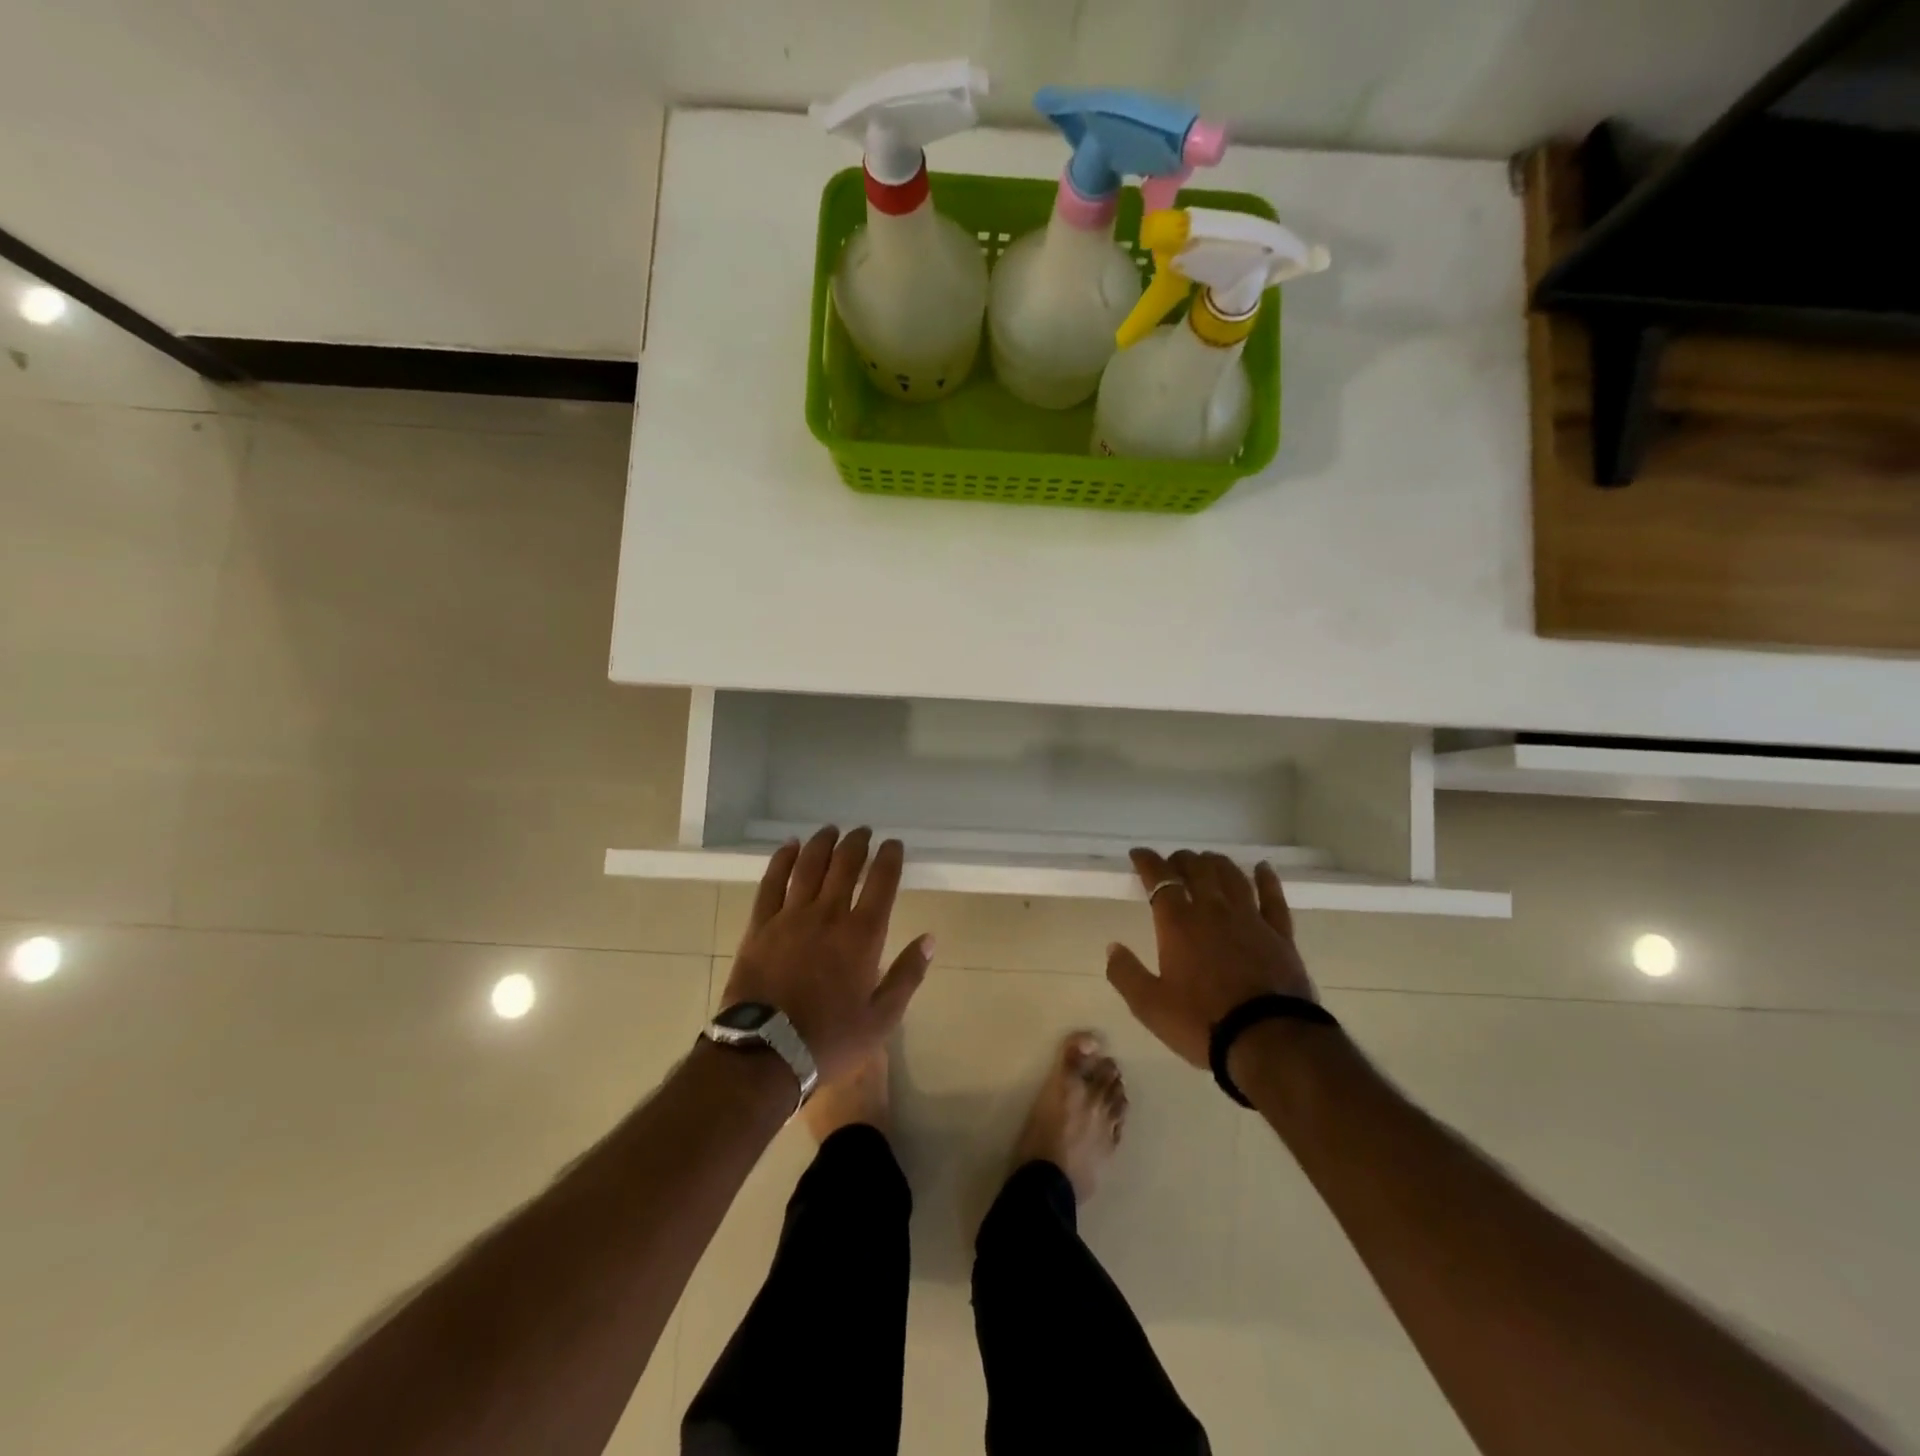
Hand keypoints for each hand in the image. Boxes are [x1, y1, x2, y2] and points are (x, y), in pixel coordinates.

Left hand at [721, 827, 933, 1085]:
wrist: (765, 1054)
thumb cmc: (830, 1040)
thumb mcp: (882, 1019)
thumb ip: (907, 975)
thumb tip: (930, 939)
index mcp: (862, 935)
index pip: (882, 882)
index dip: (890, 857)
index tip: (893, 844)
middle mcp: (828, 915)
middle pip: (845, 865)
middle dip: (857, 843)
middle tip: (864, 832)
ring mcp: (791, 917)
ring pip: (809, 866)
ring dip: (823, 843)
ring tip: (832, 831)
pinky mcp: (761, 925)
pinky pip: (772, 882)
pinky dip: (783, 859)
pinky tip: (790, 846)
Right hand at [1105, 849, 1317, 1069]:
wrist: (1269, 1041)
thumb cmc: (1203, 1022)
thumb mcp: (1150, 1006)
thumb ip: (1126, 974)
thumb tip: (1112, 948)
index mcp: (1178, 923)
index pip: (1159, 878)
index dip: (1147, 862)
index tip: (1138, 855)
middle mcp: (1213, 910)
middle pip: (1197, 869)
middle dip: (1181, 860)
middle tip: (1173, 862)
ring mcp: (1250, 919)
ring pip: (1231, 876)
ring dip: (1216, 863)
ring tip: (1207, 861)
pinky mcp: (1279, 934)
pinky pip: (1273, 897)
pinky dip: (1266, 879)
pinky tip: (1262, 868)